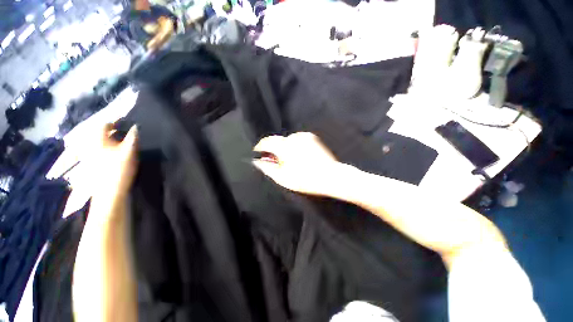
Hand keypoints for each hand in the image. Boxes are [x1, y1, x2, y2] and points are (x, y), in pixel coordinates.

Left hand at [87, 123, 137, 204]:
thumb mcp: (129, 150)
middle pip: (100, 133)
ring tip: (122, 143)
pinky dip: (107, 148)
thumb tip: (136, 126)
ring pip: (99, 142)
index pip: (105, 124)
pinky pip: (99, 150)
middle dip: (113, 131)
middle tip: (126, 133)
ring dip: (110, 140)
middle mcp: (91, 144)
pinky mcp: (91, 164)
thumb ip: (133, 136)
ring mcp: (89, 155)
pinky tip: (114, 154)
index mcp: (98, 139)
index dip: (116, 122)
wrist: (109, 192)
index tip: (127, 123)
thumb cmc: (119, 168)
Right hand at [252, 132, 341, 195]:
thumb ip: (268, 168)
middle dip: (273, 149)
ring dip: (284, 148)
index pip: (267, 141)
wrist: (330, 176)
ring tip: (289, 160)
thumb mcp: (283, 178)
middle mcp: (294, 138)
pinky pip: (297, 140)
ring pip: (287, 140)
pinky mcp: (312, 138)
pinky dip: (294, 146)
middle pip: (277, 140)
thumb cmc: (305, 179)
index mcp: (285, 147)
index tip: (258, 152)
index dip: (260, 147)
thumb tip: (258, 161)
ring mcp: (304, 136)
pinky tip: (299, 156)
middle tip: (275, 161)